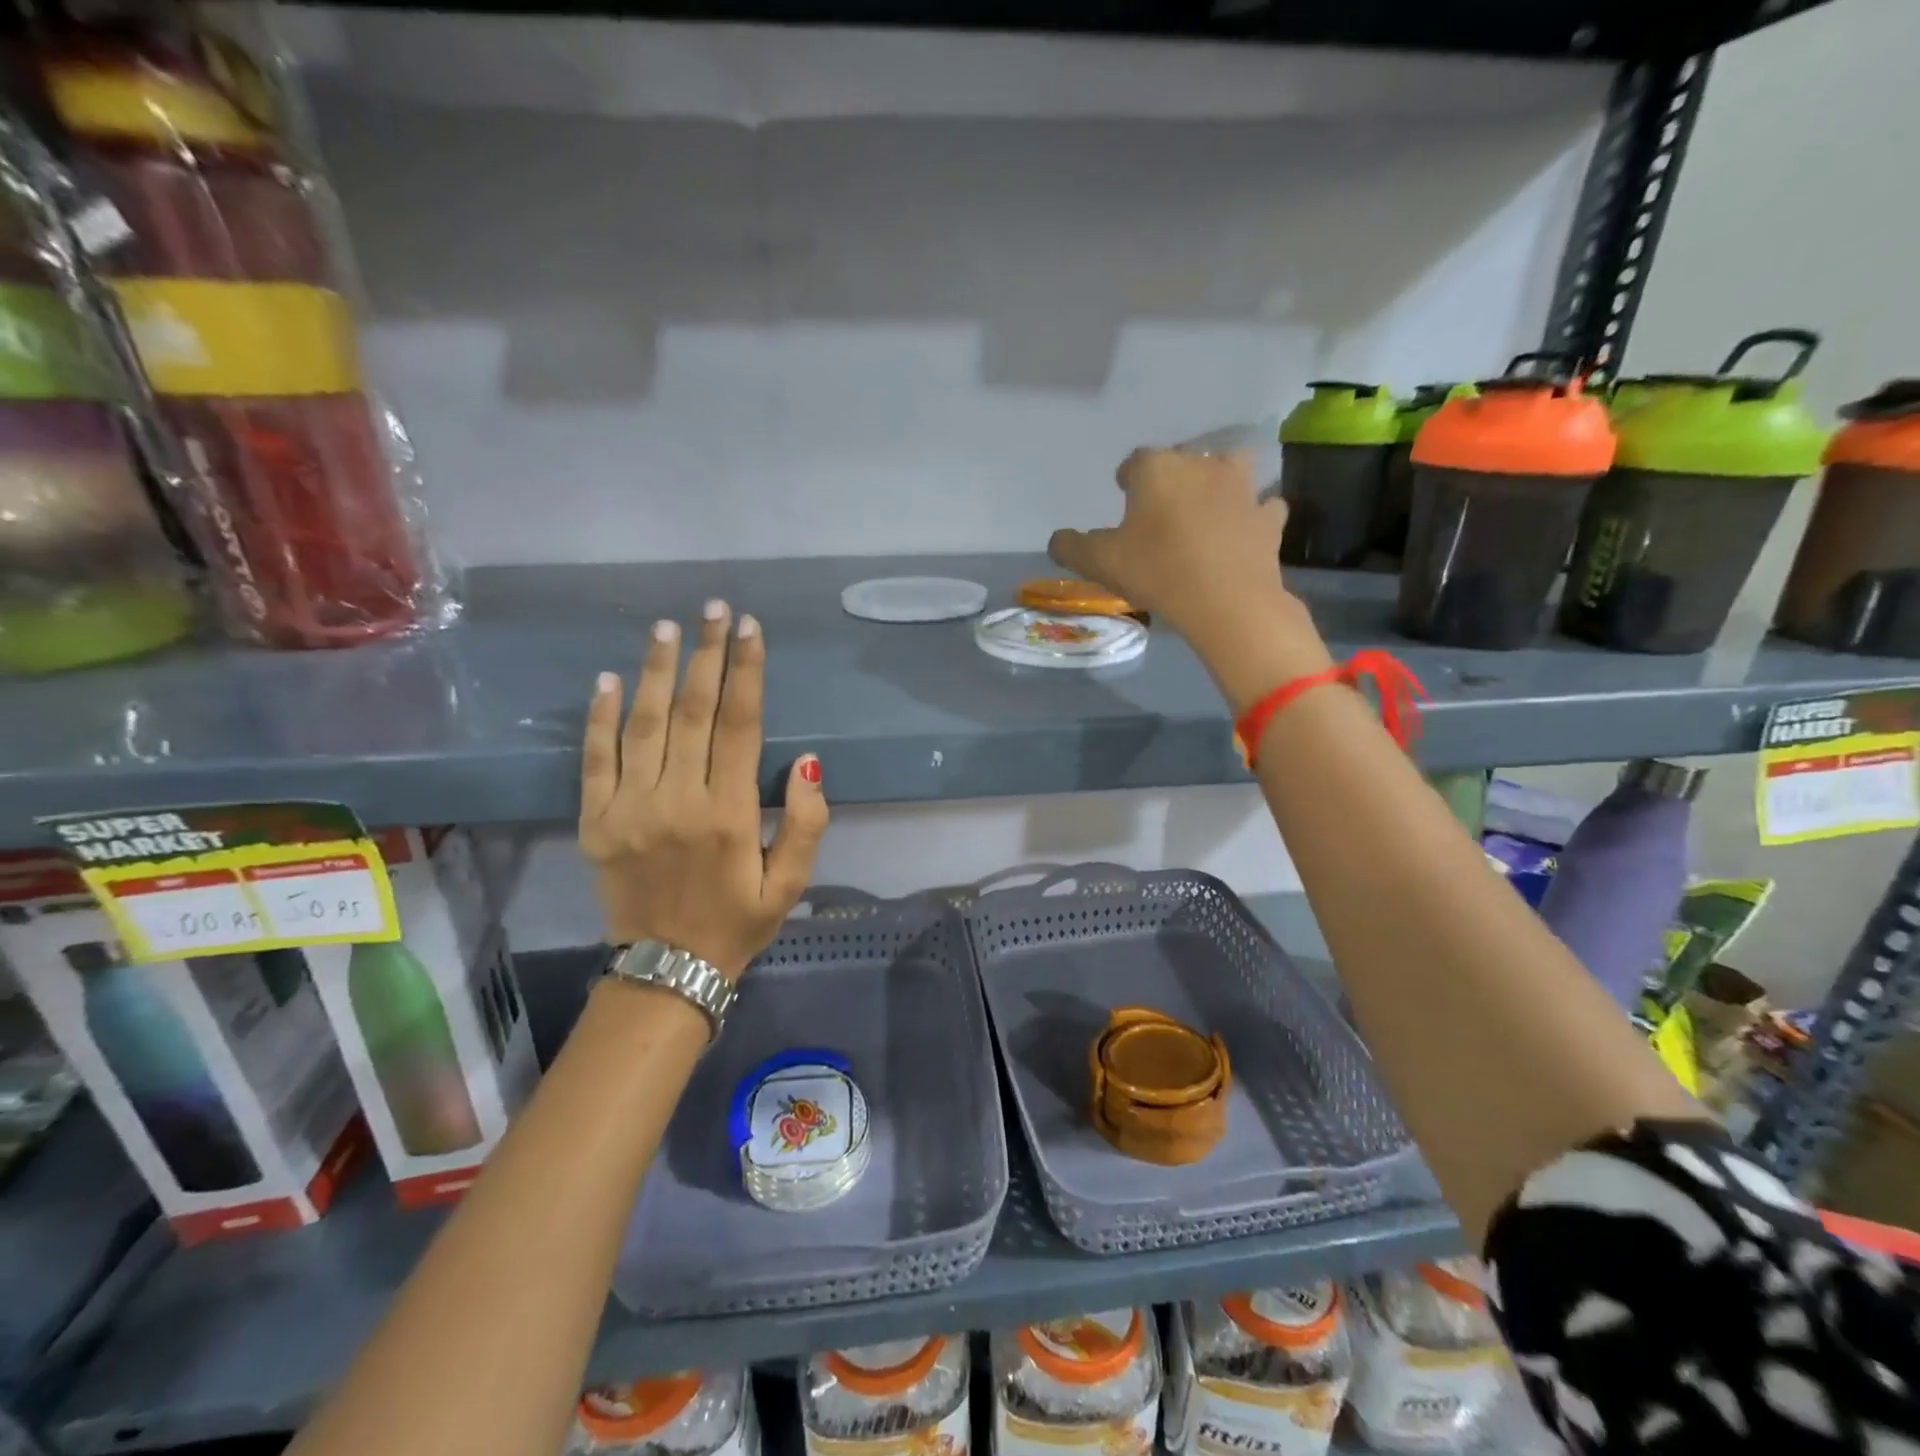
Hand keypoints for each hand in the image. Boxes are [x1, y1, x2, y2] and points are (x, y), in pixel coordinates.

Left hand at [579, 601, 828, 978]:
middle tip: (713, 608)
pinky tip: (608, 679)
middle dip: (706, 654)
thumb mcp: (791, 883)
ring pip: (644, 725)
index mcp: (730, 813)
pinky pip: (596, 759)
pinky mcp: (596, 821)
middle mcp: (679, 800)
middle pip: (692, 711)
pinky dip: (600, 717)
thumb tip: (807, 761)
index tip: (749, 629)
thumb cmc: (738, 922)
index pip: (739, 724)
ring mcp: (631, 808)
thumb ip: (807, 822)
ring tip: (667, 627)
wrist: (666, 971)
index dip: (746, 672)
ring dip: (656, 671)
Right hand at [1048, 449, 1293, 639]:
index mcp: (1157, 468)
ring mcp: (1242, 488)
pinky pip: (1261, 507)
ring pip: (1230, 470)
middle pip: (1183, 461)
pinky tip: (1242, 531)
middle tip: (1161, 511)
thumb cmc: (1156, 571)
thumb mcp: (1099, 563)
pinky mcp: (1268, 517)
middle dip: (1172, 479)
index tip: (1123, 498)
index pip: (1136, 461)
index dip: (1128, 480)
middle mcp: (1201, 464)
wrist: (1226, 601)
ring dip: (1218, 483)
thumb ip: (1072, 547)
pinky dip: (1252, 515)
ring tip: (1206, 511)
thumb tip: (1057, 539)